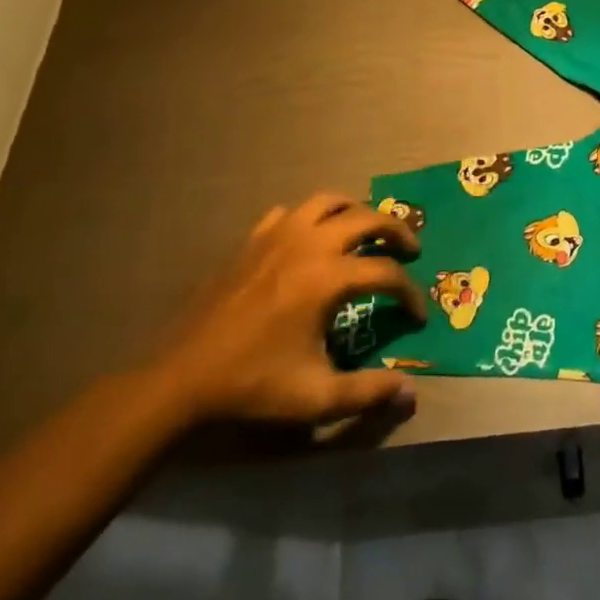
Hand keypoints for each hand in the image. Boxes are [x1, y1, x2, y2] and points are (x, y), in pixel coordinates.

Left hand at [149, 193, 426, 427]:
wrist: (182, 378)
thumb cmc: (252, 385)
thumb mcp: (316, 398)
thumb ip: (368, 392)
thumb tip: (410, 393)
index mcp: (327, 278)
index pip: (386, 273)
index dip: (410, 294)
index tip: (418, 317)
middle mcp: (308, 245)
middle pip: (368, 218)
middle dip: (397, 231)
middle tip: (411, 250)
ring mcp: (276, 236)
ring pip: (329, 201)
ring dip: (357, 211)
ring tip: (368, 232)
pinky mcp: (252, 240)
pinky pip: (291, 213)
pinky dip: (312, 218)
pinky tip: (312, 240)